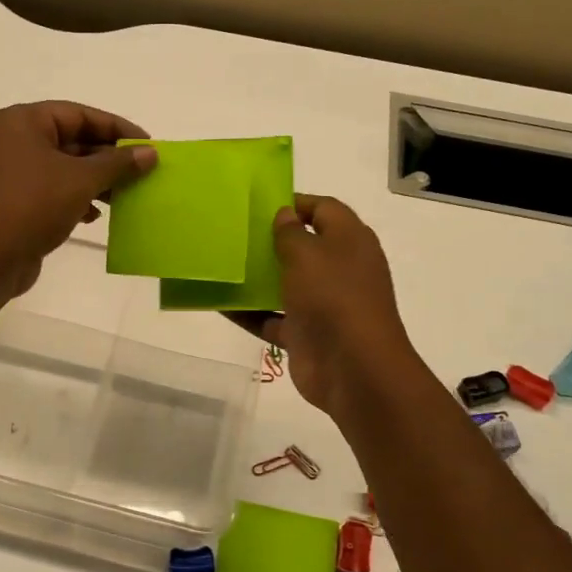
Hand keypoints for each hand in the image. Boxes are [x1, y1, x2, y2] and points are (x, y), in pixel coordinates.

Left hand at [0, 101, 156, 297]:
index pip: (79, 114)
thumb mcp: (81, 180)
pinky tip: (95, 216)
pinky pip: (54, 190)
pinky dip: (77, 198)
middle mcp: (14, 140)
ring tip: (125, 196)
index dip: (116, 128)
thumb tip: (150, 153)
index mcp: (23, 122)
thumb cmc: (33, 206)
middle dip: (108, 158)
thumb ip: (118, 164)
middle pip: (72, 140)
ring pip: (65, 168)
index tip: (147, 145)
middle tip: (142, 172)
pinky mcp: (16, 201)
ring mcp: (13, 172)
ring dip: (97, 181)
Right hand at [230, 194, 418, 417]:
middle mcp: (339, 269)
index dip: (296, 203)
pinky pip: (272, 318)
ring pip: (286, 284)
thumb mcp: (308, 254)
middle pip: (304, 247)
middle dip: (271, 241)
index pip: (325, 209)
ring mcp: (323, 304)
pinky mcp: (306, 334)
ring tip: (222, 264)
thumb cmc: (333, 297)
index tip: (260, 204)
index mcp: (350, 241)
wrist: (353, 368)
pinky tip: (218, 303)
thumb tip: (285, 214)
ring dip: (257, 277)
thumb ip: (291, 232)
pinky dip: (249, 313)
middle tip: (234, 232)